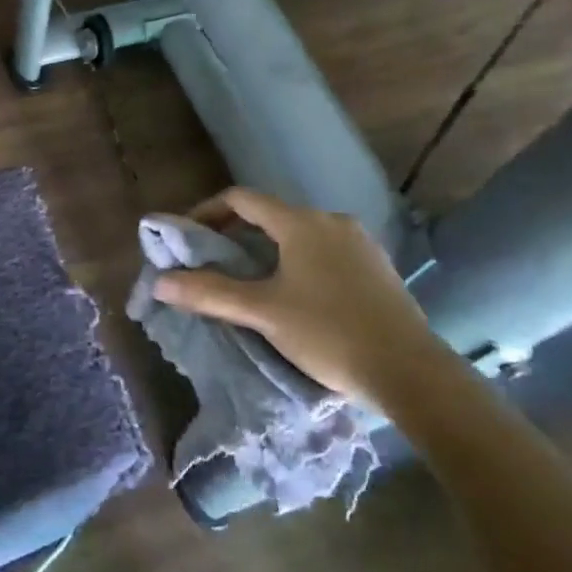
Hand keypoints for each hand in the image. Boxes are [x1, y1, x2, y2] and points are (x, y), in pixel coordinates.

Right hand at [151, 189, 437, 402]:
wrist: (412, 372)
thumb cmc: (329, 334)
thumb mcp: (264, 313)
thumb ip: (210, 294)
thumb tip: (160, 283)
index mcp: (301, 222)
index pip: (242, 199)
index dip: (209, 211)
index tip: (189, 236)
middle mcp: (331, 221)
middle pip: (272, 215)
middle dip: (238, 234)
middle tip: (215, 263)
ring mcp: (360, 242)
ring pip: (300, 234)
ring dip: (270, 249)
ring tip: (252, 281)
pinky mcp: (377, 266)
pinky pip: (326, 251)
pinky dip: (300, 261)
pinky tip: (299, 294)